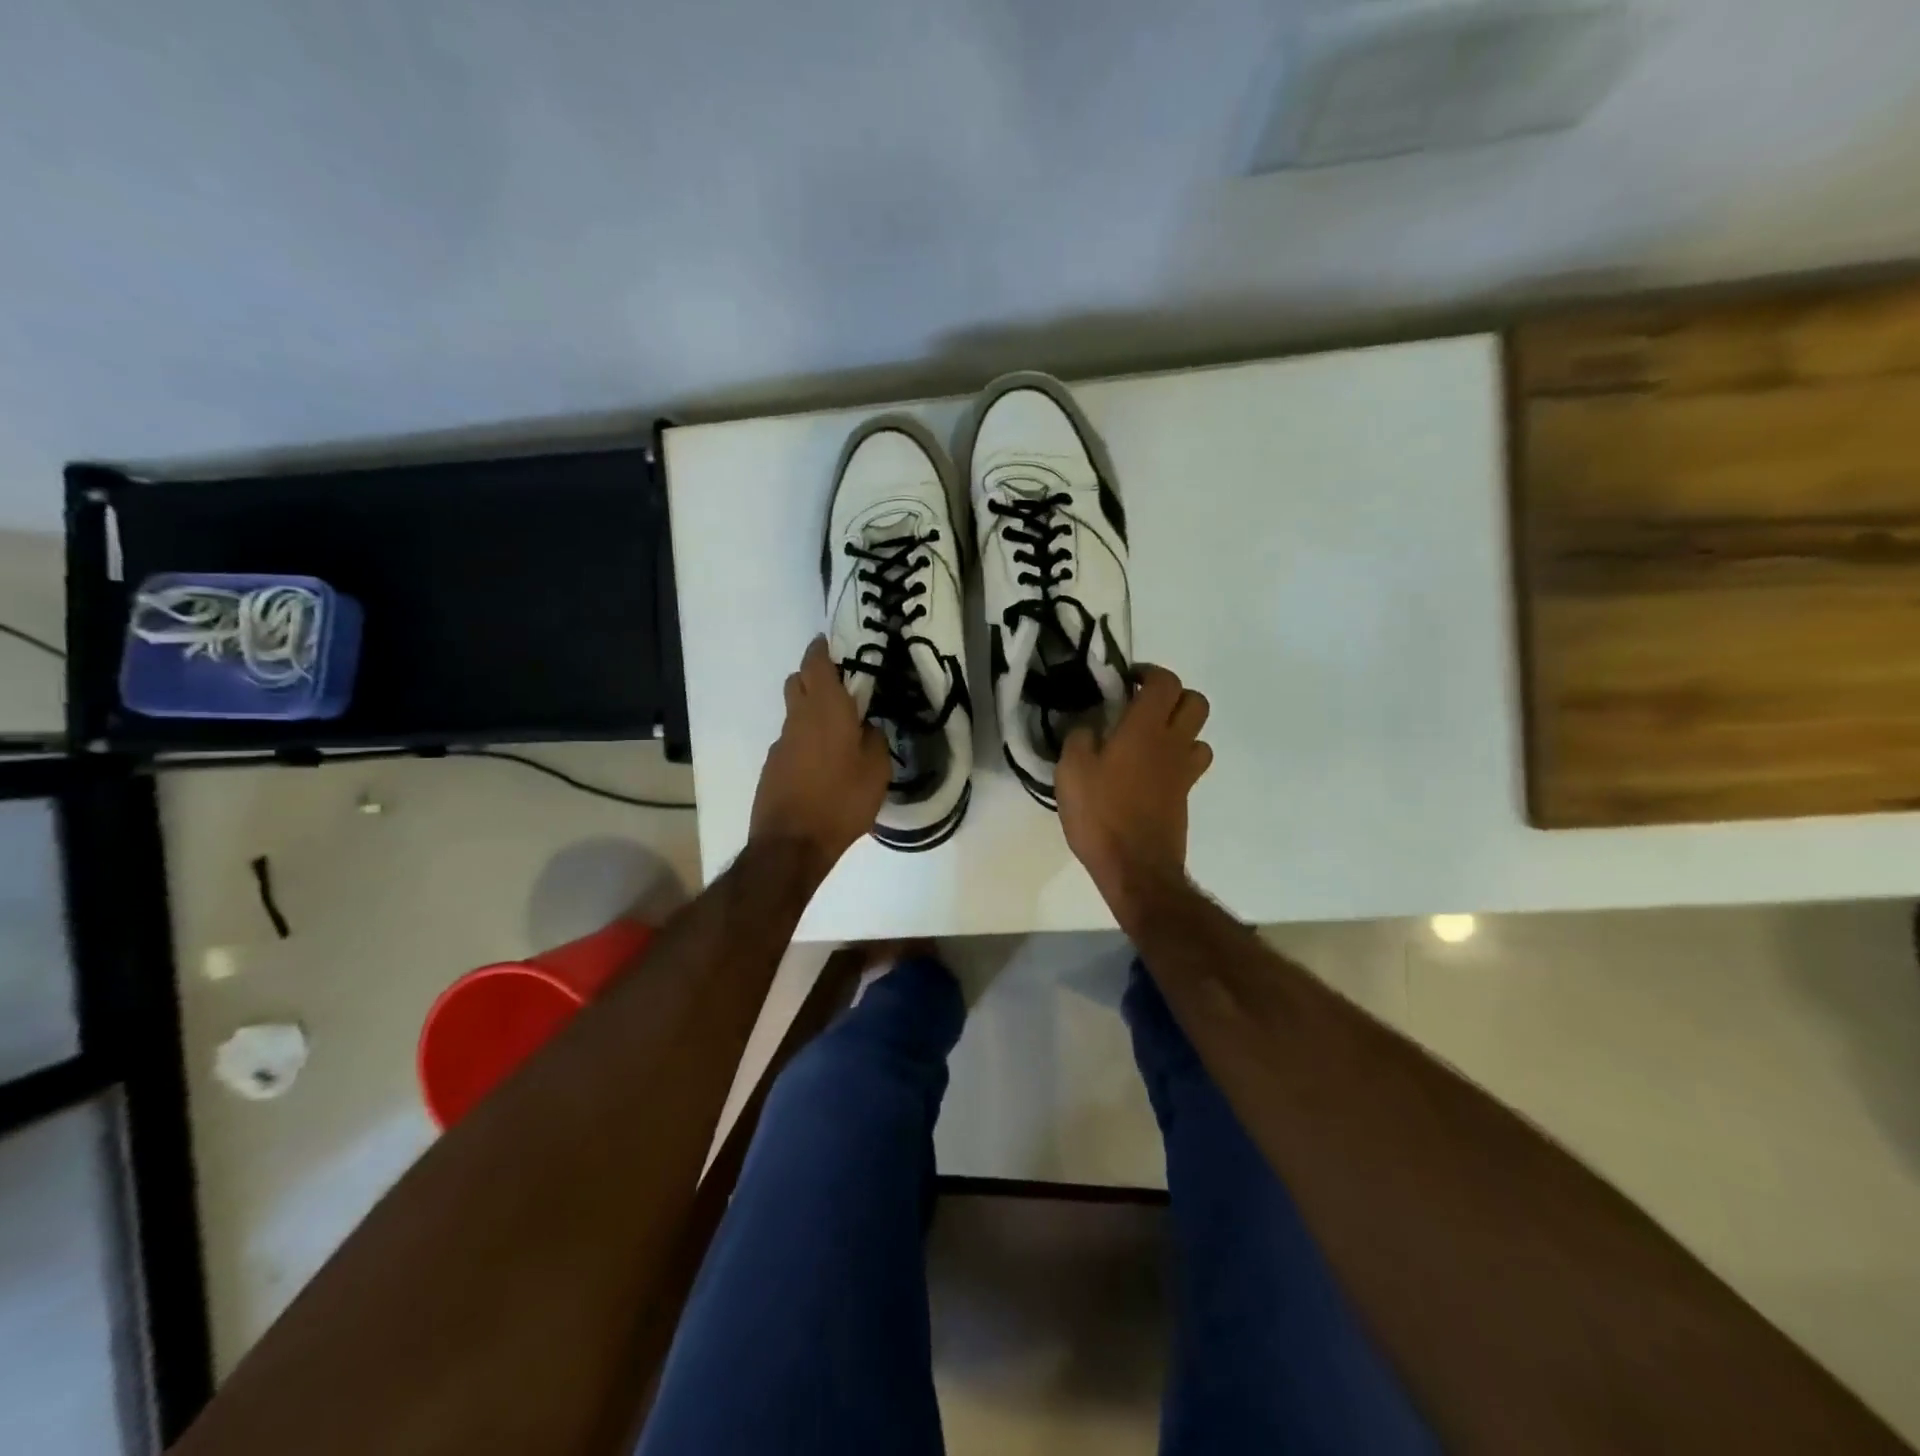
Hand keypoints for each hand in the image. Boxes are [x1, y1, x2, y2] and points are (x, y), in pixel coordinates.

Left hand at [749, 636, 890, 878]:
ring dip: (811, 711)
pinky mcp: (772, 766)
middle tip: (841, 689)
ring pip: (793, 712)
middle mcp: (798, 718)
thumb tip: (867, 726)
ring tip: (837, 733)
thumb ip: (874, 740)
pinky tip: (822, 765)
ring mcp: (781, 742)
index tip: (833, 645)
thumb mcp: (877, 771)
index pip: (816, 663)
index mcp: (826, 710)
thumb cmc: (842, 801)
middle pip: (797, 681)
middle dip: (814, 677)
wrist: (792, 844)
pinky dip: (805, 740)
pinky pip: (791, 740)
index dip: (822, 649)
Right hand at [1056, 665, 1212, 920]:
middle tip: (1141, 706)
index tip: (1126, 682)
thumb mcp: (1071, 770)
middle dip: (1172, 695)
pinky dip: (1174, 758)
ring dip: (1179, 728)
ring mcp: (1183, 772)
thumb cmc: (1100, 814)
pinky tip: (1146, 772)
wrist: (1135, 867)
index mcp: (1145, 728)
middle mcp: (1172, 743)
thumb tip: (1089, 723)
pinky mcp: (1184, 796)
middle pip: (1195, 702)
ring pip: (1198, 734)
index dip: (1149, 673)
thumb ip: (1079, 737)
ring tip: (1147, 739)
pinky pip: (1189, 764)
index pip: (1165, 682)